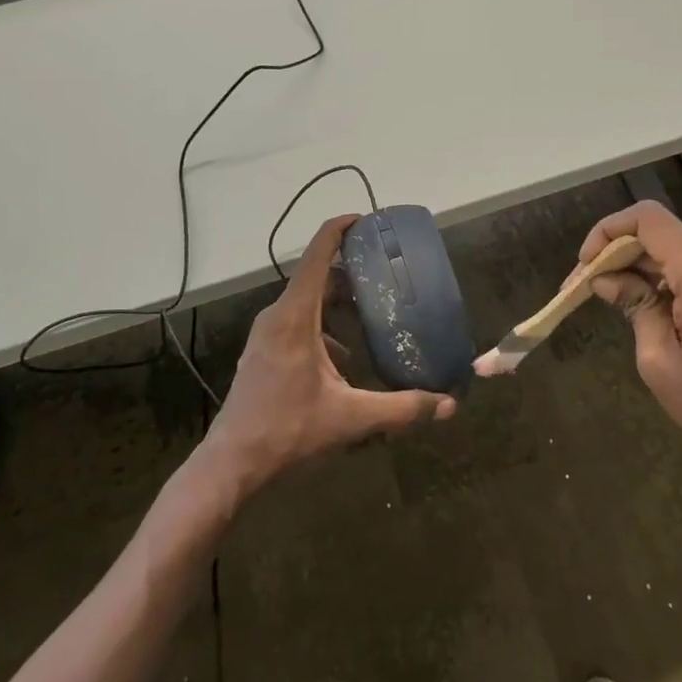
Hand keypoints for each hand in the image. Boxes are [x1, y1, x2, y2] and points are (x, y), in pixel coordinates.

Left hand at [204, 214, 455, 490]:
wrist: (231, 462)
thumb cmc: (288, 430)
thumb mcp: (350, 418)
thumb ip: (401, 408)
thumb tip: (449, 405)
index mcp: (295, 316)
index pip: (317, 255)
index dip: (340, 229)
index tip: (367, 219)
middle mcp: (277, 315)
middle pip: (315, 275)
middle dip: (350, 269)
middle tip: (385, 270)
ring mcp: (266, 333)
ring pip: (306, 301)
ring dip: (336, 301)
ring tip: (370, 312)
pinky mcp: (263, 351)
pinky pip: (297, 322)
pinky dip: (323, 326)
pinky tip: (343, 358)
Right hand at [579, 201, 681, 477]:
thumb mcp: (660, 361)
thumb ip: (634, 306)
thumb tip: (605, 279)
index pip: (648, 219)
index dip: (608, 231)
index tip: (586, 265)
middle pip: (660, 230)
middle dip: (618, 249)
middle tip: (587, 284)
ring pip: (675, 246)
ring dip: (639, 263)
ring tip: (609, 294)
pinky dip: (662, 275)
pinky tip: (643, 302)